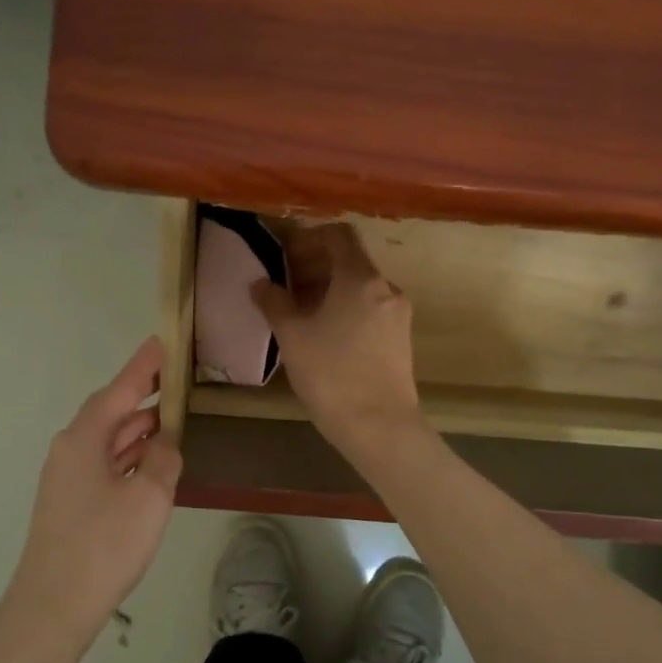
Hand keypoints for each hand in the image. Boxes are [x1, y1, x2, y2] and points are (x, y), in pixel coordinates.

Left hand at [6, 337, 181, 647]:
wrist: (54, 606)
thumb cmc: (103, 545)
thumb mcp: (149, 497)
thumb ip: (164, 460)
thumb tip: (164, 445)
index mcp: (84, 438)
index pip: (120, 389)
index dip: (144, 366)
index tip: (163, 341)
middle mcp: (71, 450)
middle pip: (112, 413)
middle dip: (145, 398)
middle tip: (179, 382)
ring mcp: (67, 478)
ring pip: (109, 441)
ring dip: (140, 431)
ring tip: (174, 419)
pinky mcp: (71, 503)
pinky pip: (106, 465)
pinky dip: (131, 458)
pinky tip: (153, 464)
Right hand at [252, 222, 426, 460]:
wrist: (379, 426)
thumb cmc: (331, 374)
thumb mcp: (293, 336)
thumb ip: (274, 303)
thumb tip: (261, 283)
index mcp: (361, 278)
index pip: (338, 235)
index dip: (309, 239)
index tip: (284, 257)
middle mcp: (386, 288)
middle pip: (349, 262)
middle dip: (315, 268)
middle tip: (284, 288)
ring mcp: (397, 315)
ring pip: (360, 289)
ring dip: (329, 292)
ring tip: (300, 316)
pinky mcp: (400, 340)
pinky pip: (370, 311)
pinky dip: (346, 311)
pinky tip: (324, 337)